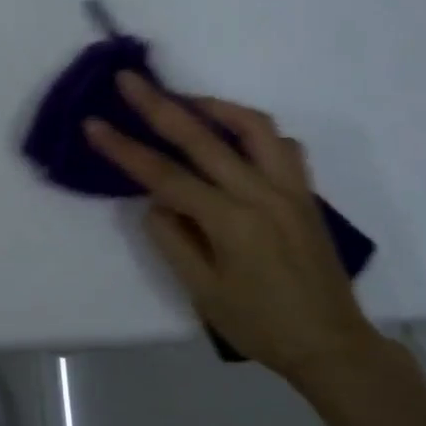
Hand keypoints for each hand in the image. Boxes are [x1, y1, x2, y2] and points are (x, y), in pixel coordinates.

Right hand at [85, 73, 378, 382]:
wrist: (332, 346)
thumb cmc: (260, 325)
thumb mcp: (202, 292)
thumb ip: (172, 239)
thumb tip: (156, 200)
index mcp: (231, 222)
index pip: (165, 175)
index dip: (124, 148)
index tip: (93, 123)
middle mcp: (261, 193)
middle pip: (202, 136)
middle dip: (158, 104)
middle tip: (129, 79)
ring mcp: (289, 188)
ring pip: (252, 126)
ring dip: (213, 106)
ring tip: (185, 101)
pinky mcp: (306, 192)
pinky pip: (282, 145)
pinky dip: (254, 131)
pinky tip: (235, 137)